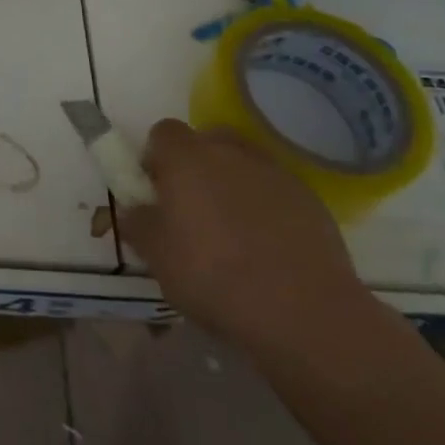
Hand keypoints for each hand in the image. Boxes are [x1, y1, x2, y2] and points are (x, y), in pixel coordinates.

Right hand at [121, 121, 371, 354]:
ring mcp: (274, 172)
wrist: (302, 311)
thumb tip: (133, 208)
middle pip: (207, 141)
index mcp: (185, 158)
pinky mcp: (310, 199)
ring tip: (234, 229)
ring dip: (234, 183)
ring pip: (244, 164)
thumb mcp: (157, 257)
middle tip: (194, 208)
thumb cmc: (213, 276)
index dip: (157, 157)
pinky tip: (270, 247)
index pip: (163, 133)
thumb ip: (138, 223)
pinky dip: (269, 207)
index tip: (157, 190)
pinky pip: (277, 191)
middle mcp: (229, 152)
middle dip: (198, 165)